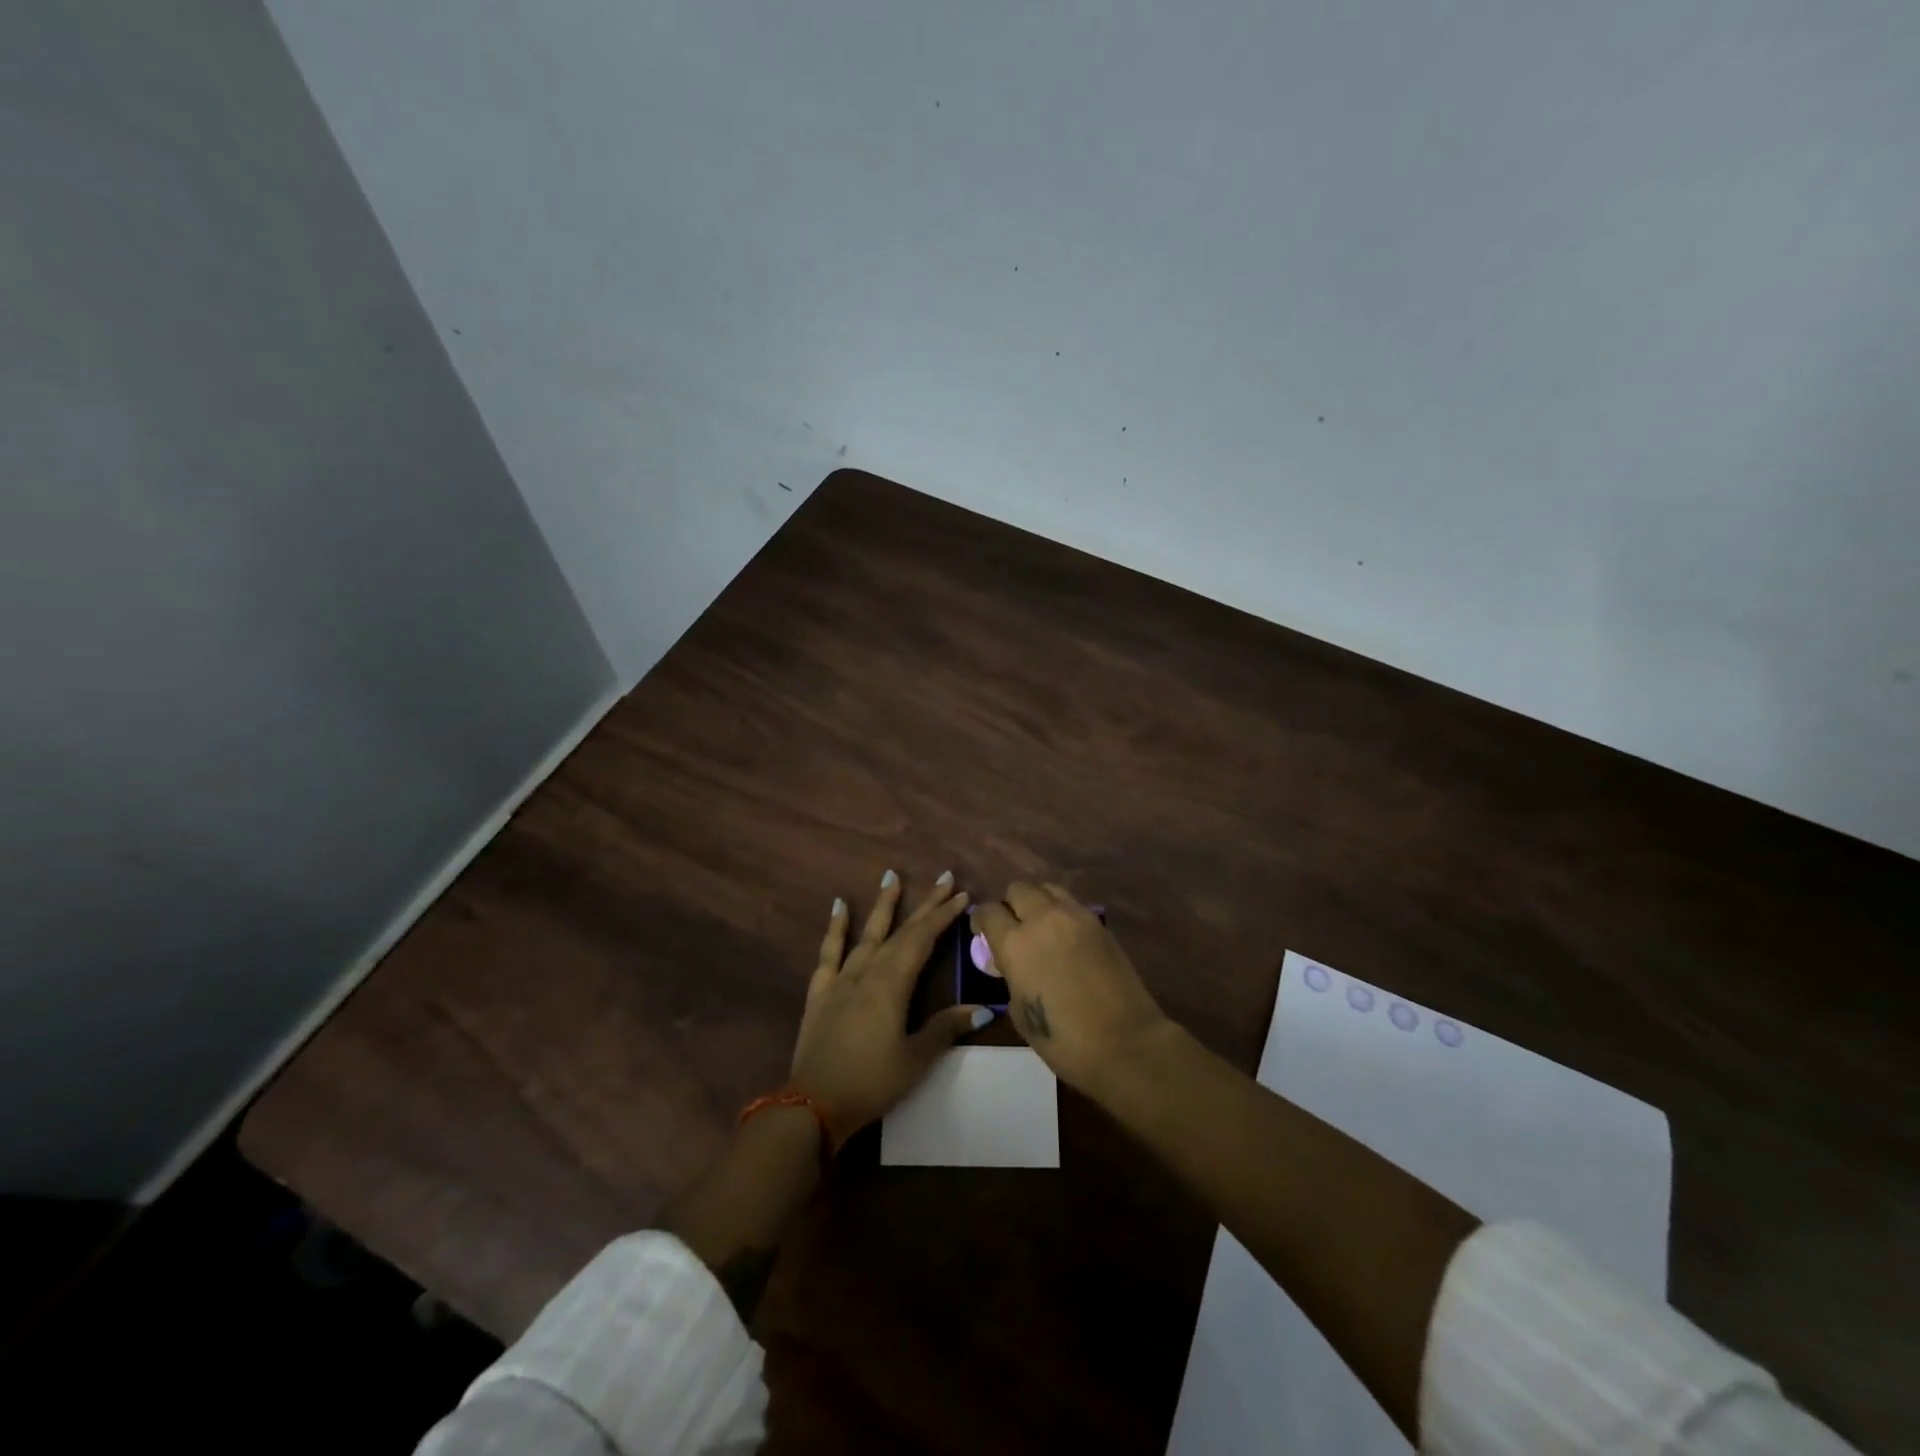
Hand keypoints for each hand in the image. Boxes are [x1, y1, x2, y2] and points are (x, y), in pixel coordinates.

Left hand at [790, 870, 991, 1145]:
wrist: (813, 1105)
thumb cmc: (871, 1083)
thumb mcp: (915, 1059)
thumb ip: (945, 1029)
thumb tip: (982, 1009)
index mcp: (892, 984)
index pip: (922, 940)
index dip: (943, 916)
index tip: (961, 895)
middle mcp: (867, 972)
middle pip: (900, 932)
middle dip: (924, 905)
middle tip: (943, 878)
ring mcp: (841, 979)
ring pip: (868, 934)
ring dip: (883, 905)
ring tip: (892, 876)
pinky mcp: (820, 992)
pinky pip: (829, 952)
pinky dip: (835, 928)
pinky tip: (839, 906)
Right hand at [970, 883, 1168, 1094]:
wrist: (1125, 1043)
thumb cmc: (1064, 1040)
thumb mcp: (1020, 1012)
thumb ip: (1011, 977)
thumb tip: (1013, 965)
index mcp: (1016, 942)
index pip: (988, 911)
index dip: (981, 921)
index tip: (982, 935)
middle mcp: (1043, 918)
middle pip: (1018, 889)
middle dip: (1010, 906)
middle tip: (1013, 929)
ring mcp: (1075, 916)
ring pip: (1047, 889)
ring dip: (1037, 903)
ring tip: (1040, 927)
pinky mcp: (1100, 923)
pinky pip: (1072, 904)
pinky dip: (1061, 912)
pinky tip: (1065, 937)